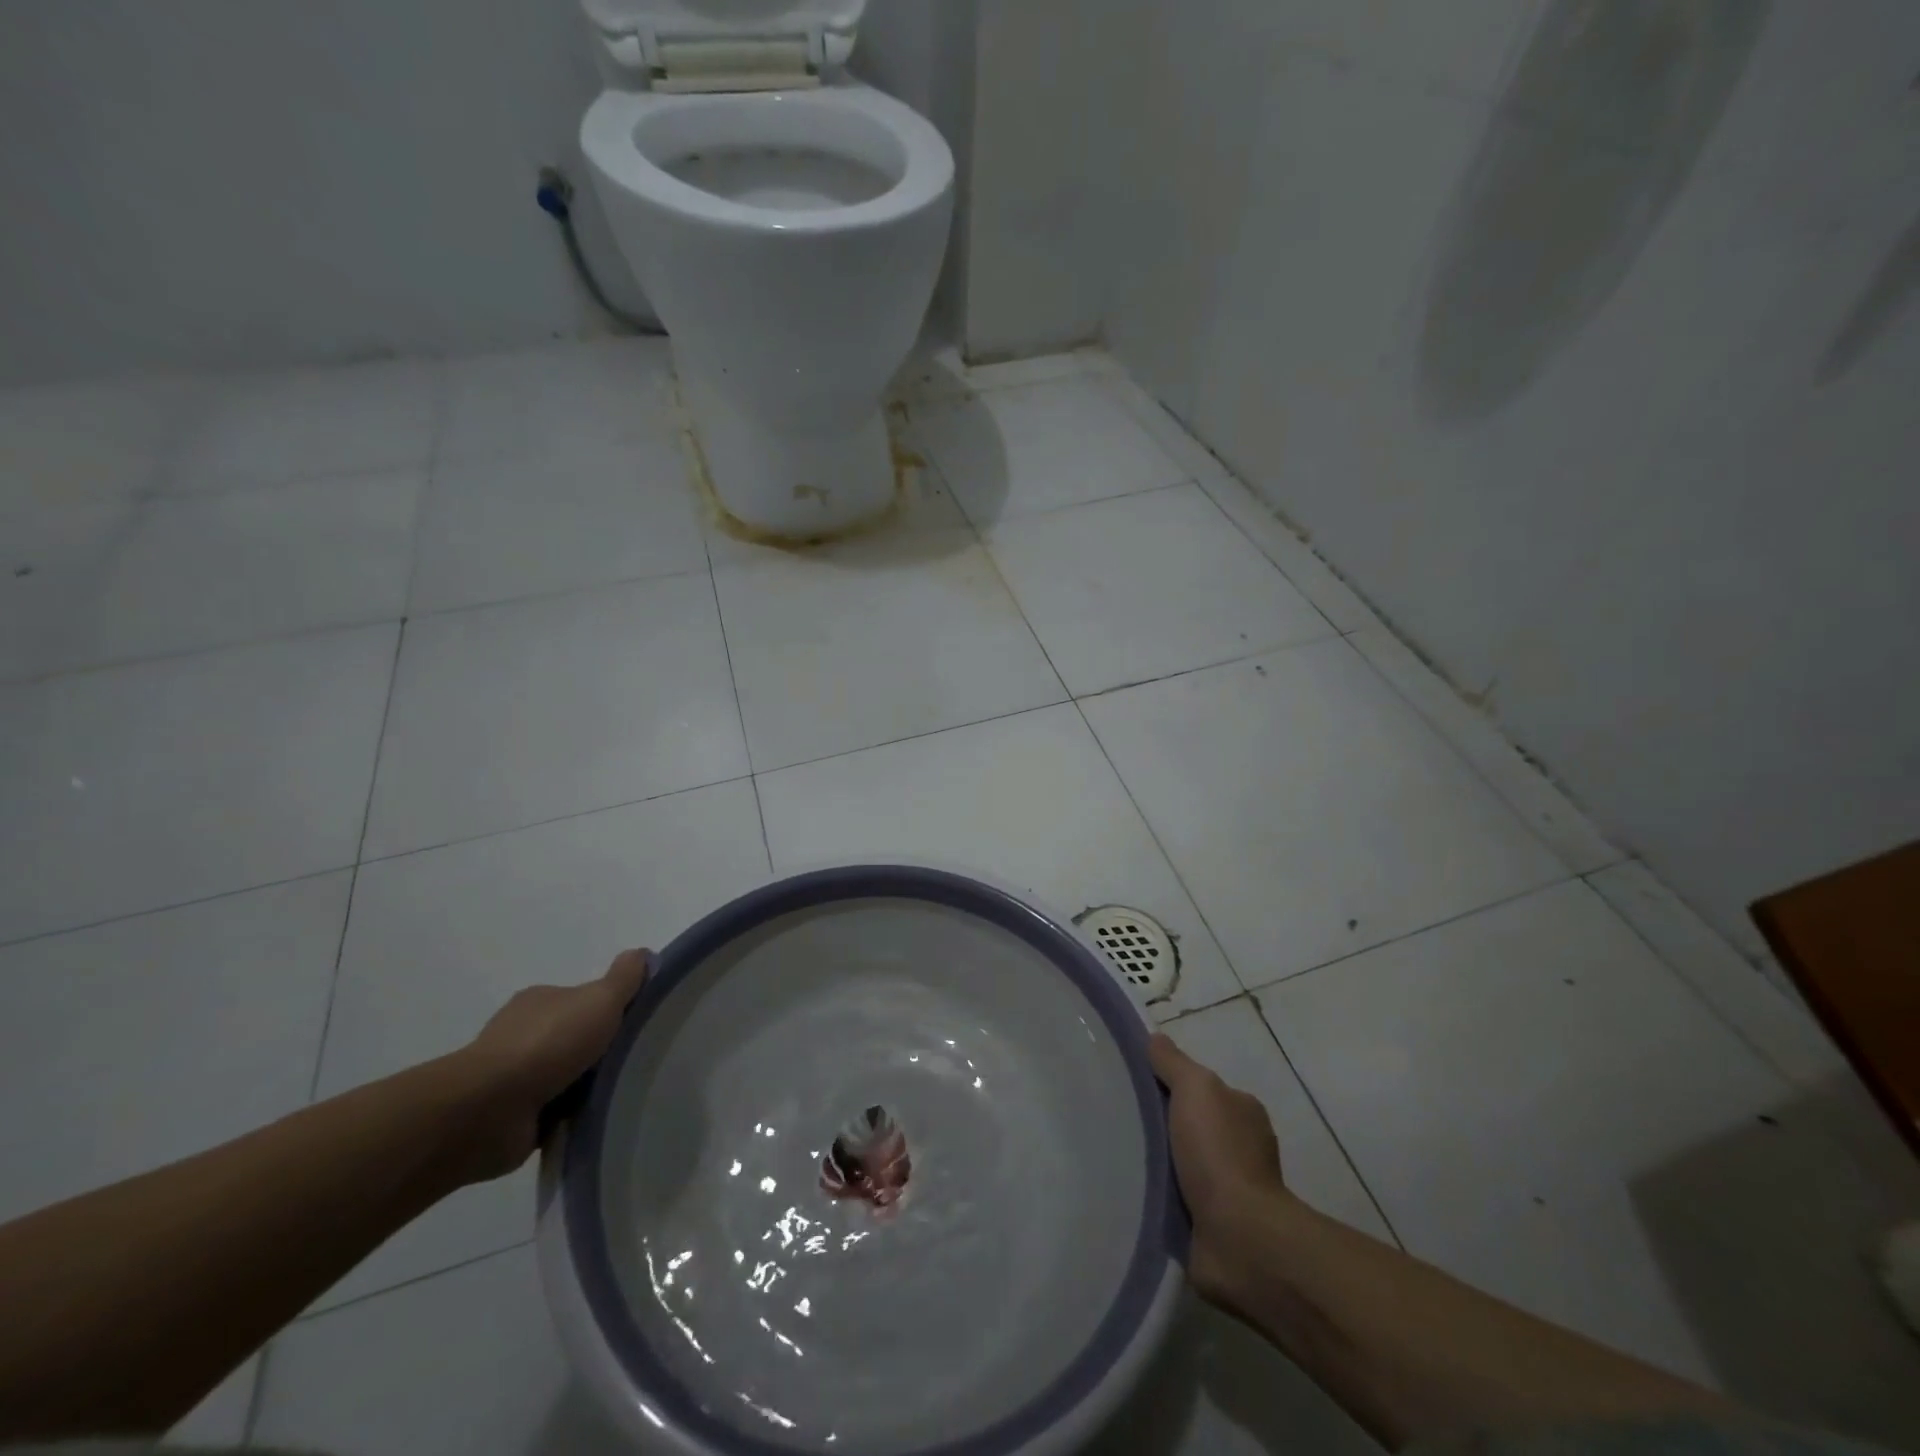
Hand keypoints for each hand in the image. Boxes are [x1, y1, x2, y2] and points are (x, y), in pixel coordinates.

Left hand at [452, 949, 650, 1180]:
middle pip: (575, 1036)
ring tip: (621, 1093)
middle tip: (636, 1061)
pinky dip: (570, 1116)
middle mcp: (523, 1033)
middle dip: (600, 1049)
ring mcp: (513, 1076)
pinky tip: (592, 1118)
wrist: (487, 1110)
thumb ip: (624, 978)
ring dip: (587, 1086)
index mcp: (540, 1001)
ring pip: (565, 1075)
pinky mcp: (510, 1115)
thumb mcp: (599, 999)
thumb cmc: (547, 1044)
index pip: (584, 999)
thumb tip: (643, 953)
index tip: (637, 1026)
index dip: (611, 1010)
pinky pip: (552, 1111)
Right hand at [1149, 1033, 1291, 1305]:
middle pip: (1192, 1126)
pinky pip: (1180, 1201)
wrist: (1239, 1237)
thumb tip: (1155, 1038)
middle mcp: (1243, 1148)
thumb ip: (1174, 1063)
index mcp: (1244, 1112)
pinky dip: (1161, 1196)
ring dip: (1160, 1164)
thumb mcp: (1195, 1089)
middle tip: (1122, 1122)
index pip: (1202, 1089)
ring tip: (1121, 1157)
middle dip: (1163, 1126)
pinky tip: (1135, 1191)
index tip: (1137, 1087)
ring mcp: (1232, 1191)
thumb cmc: (1220, 1154)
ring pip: (1185, 1164)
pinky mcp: (1215, 1226)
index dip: (1172, 1085)